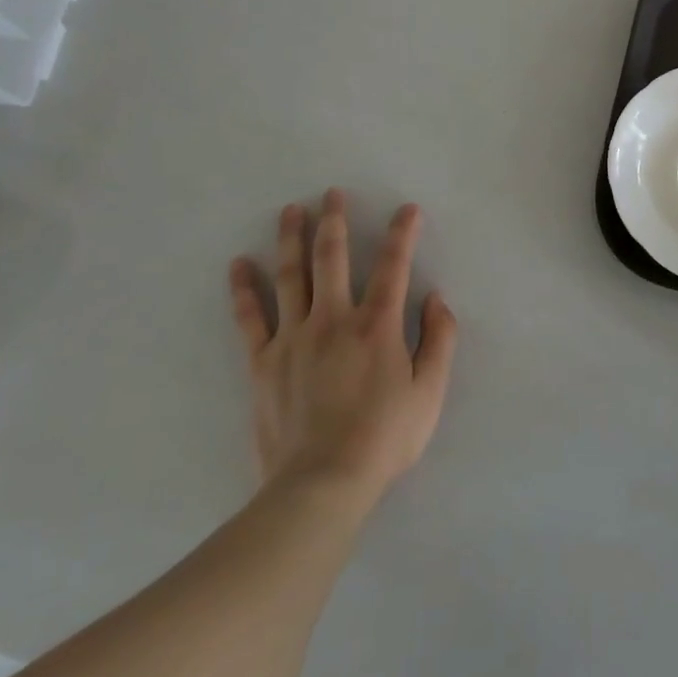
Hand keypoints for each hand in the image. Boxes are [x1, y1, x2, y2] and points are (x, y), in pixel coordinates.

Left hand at [228, 189, 456, 498]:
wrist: (321, 483)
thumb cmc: (385, 438)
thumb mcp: (430, 392)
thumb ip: (439, 340)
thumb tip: (437, 298)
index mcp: (377, 325)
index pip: (393, 266)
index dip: (403, 234)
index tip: (407, 209)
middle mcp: (333, 320)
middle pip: (332, 259)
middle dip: (334, 221)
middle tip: (332, 193)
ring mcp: (293, 338)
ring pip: (290, 277)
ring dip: (291, 239)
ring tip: (291, 210)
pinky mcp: (264, 362)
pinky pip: (251, 318)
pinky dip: (243, 289)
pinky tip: (238, 264)